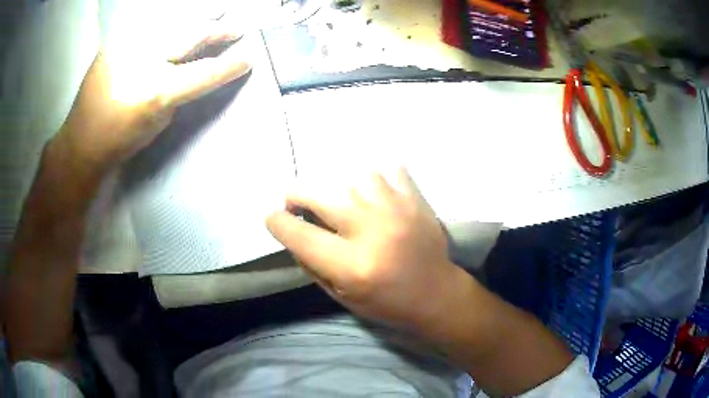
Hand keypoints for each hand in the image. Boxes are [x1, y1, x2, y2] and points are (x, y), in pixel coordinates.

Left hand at [51, 25, 250, 175]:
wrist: (81, 141)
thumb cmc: (121, 140)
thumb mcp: (158, 123)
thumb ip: (180, 93)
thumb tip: (195, 69)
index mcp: (156, 91)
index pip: (204, 72)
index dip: (229, 66)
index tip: (249, 59)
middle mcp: (144, 61)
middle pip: (192, 35)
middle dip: (219, 31)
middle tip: (238, 28)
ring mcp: (128, 45)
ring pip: (173, 22)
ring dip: (198, 19)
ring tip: (216, 14)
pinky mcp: (115, 40)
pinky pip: (149, 26)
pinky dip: (168, 24)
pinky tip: (177, 24)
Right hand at [266, 169, 465, 332]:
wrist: (436, 294)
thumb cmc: (386, 303)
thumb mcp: (341, 295)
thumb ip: (311, 263)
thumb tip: (293, 230)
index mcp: (352, 266)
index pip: (299, 234)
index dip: (277, 222)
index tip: (274, 218)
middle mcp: (372, 232)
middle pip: (320, 194)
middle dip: (298, 195)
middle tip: (298, 202)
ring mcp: (397, 210)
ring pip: (354, 176)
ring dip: (340, 187)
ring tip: (342, 201)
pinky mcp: (416, 199)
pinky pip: (388, 169)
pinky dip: (375, 177)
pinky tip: (373, 194)